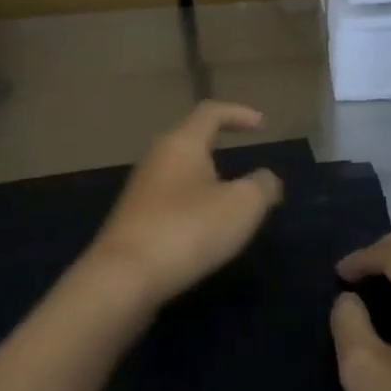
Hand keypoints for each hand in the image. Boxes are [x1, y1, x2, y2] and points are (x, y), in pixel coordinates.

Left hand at [83, 102, 283, 311]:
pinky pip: (171, 200)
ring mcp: (141, 189)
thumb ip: (261, 186)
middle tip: (246, 169)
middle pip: (191, 141)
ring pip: (180, 173)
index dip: (238, 113)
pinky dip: (193, 206)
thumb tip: (266, 179)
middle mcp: (157, 158)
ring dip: (207, 182)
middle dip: (220, 149)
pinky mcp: (134, 220)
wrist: (124, 278)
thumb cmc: (188, 229)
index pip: (210, 112)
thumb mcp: (242, 206)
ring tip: (231, 204)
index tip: (262, 124)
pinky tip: (204, 230)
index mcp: (181, 143)